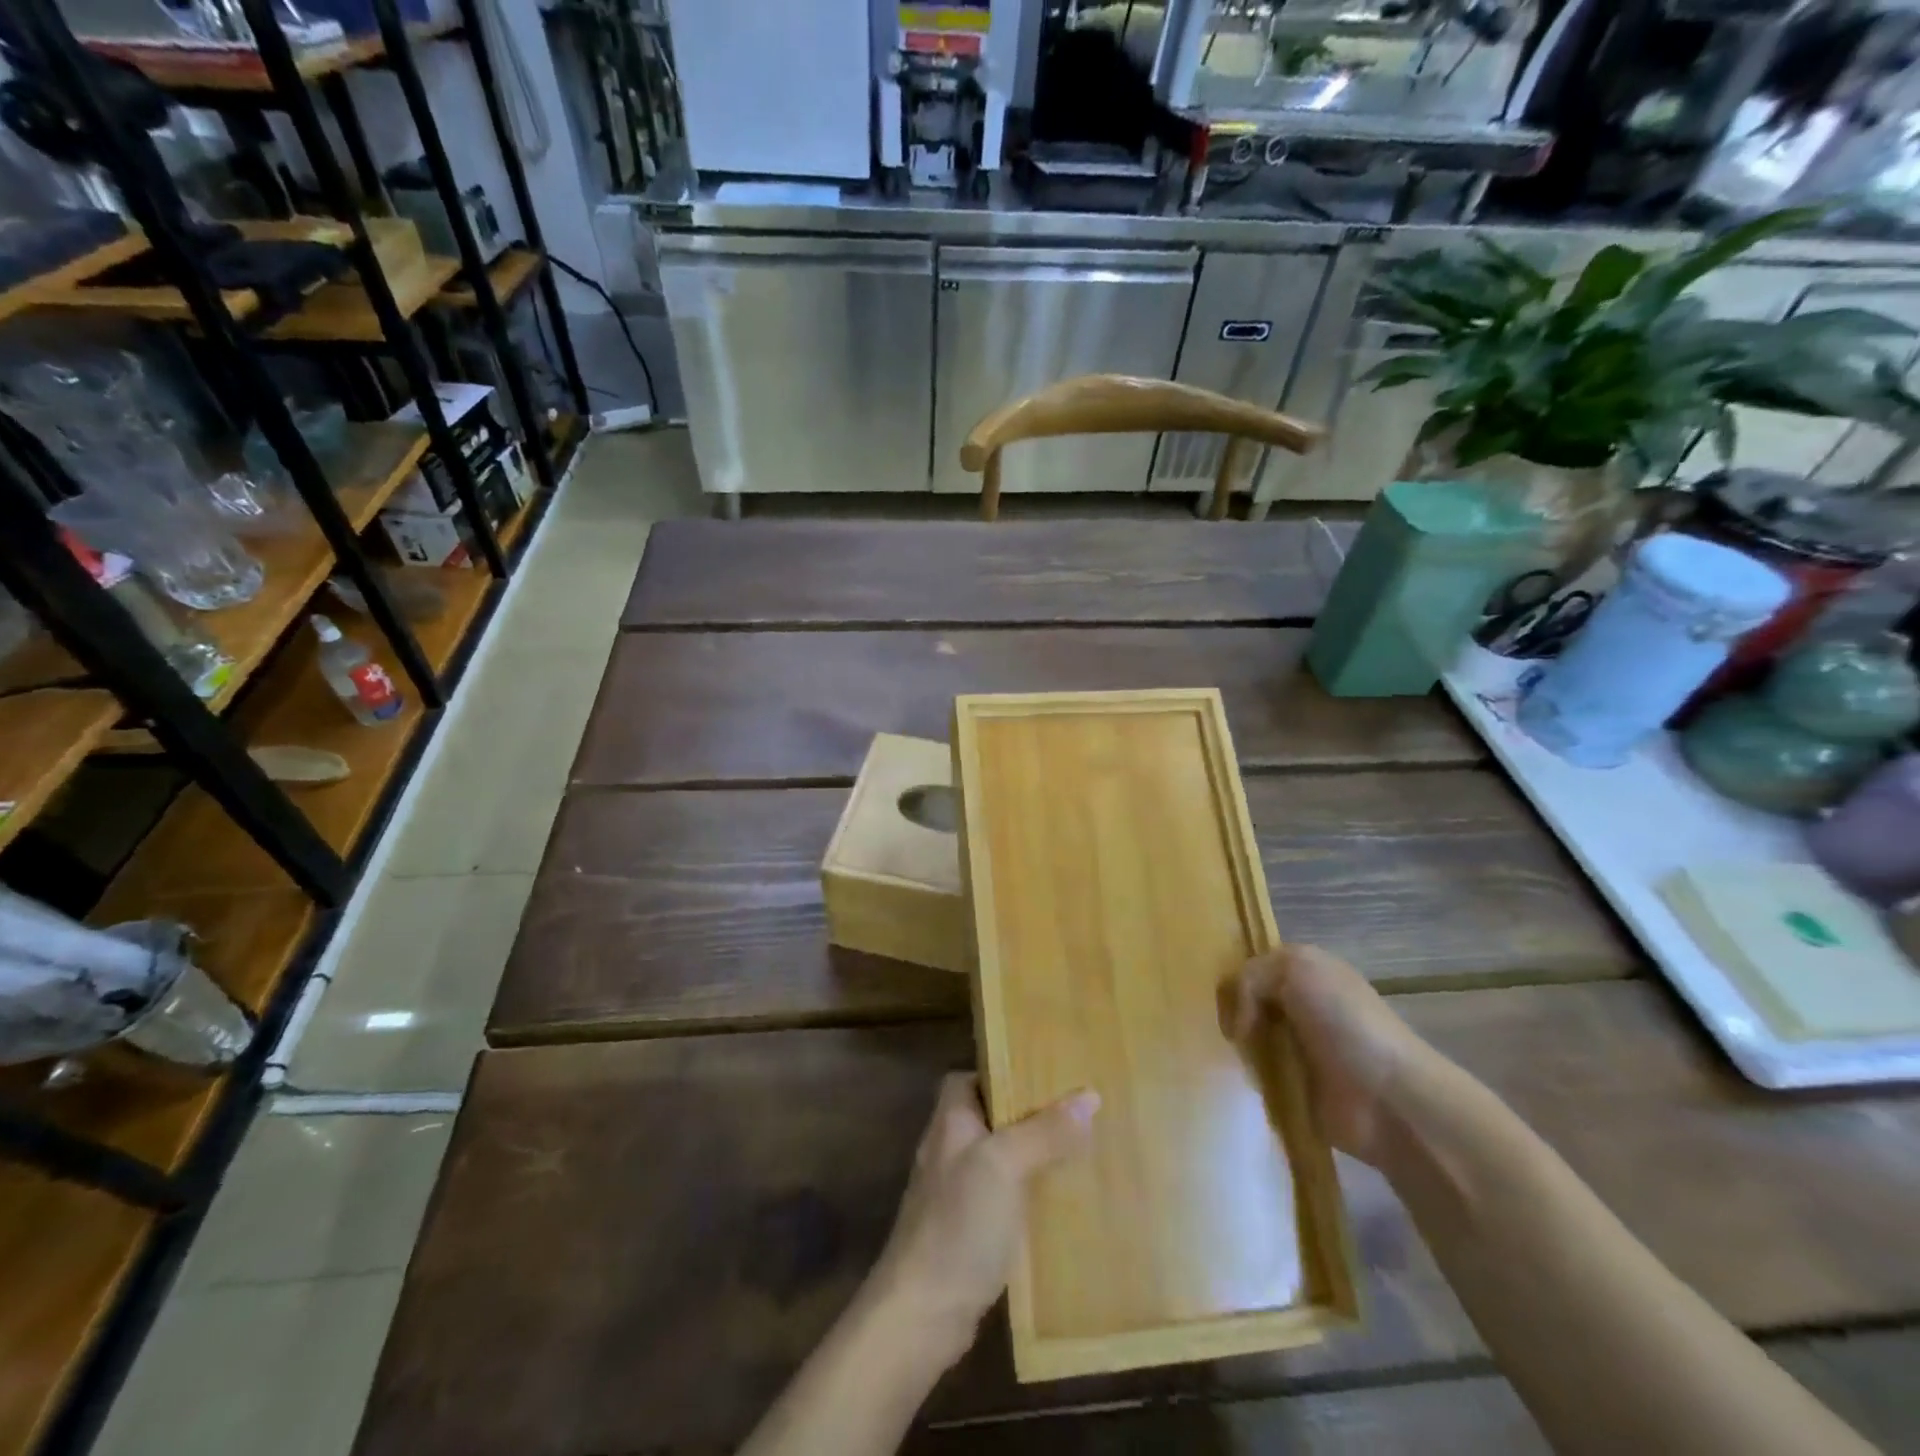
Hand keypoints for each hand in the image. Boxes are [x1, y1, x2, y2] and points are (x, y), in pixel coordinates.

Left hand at [865, 1073, 1097, 1365]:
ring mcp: (956, 1191)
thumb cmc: (958, 1224)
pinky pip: (1004, 1196)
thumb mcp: (1005, 1166)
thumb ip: (1044, 1130)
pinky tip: (1062, 1201)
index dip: (1005, 1071)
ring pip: (1001, 1157)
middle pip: (992, 1116)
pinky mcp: (968, 1229)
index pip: (973, 1076)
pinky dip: (1029, 1193)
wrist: (922, 1313)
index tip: (1046, 1073)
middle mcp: (950, 1148)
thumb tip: (1090, 1095)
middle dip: (1030, 1113)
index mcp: (951, 1120)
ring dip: (1034, 1154)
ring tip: (1081, 1149)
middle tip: (1077, 1110)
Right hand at [1222, 944, 1433, 1167]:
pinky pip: (1257, 1076)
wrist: (1387, 1097)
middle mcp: (1301, 1005)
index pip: (1254, 966)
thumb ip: (1251, 975)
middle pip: (1247, 1002)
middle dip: (1231, 1013)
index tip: (1220, 998)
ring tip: (1226, 1056)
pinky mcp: (1295, 1087)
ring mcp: (1298, 1048)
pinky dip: (1247, 1077)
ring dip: (1238, 1048)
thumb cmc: (1345, 1022)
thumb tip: (1239, 1020)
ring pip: (1249, 1038)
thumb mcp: (1295, 968)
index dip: (1235, 978)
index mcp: (1307, 971)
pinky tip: (1239, 1078)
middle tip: (1223, 1029)